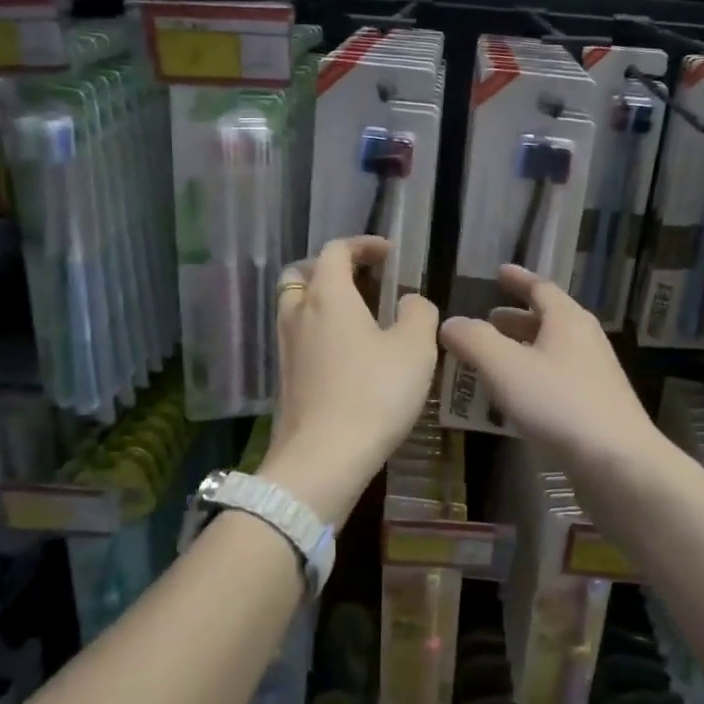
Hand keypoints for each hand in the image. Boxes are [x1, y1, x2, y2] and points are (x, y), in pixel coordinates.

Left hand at [263, 236, 438, 526]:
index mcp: (328, 295)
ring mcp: (285, 346)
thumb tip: (410, 301)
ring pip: (296, 306)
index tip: (389, 254)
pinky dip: (318, 330)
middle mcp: (298, 313)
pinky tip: (347, 354)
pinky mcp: (284, 377)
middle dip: (331, 268)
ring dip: (323, 300)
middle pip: (303, 273)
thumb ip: (418, 313)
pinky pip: (298, 336)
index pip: (335, 250)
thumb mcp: (414, 349)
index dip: (363, 245)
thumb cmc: (373, 394)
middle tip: (363, 281)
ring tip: (359, 317)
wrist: (323, 459)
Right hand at [439, 265, 660, 475]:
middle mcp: (585, 340)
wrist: (618, 462)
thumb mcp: (504, 366)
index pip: (540, 288)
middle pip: (548, 319)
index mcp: (567, 320)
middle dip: (516, 319)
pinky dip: (533, 375)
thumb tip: (450, 323)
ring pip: (553, 350)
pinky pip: (558, 377)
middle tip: (487, 320)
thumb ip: (473, 340)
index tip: (499, 273)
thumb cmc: (558, 404)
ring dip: (523, 348)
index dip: (518, 279)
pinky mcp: (597, 405)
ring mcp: (595, 374)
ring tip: (494, 358)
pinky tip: (516, 397)